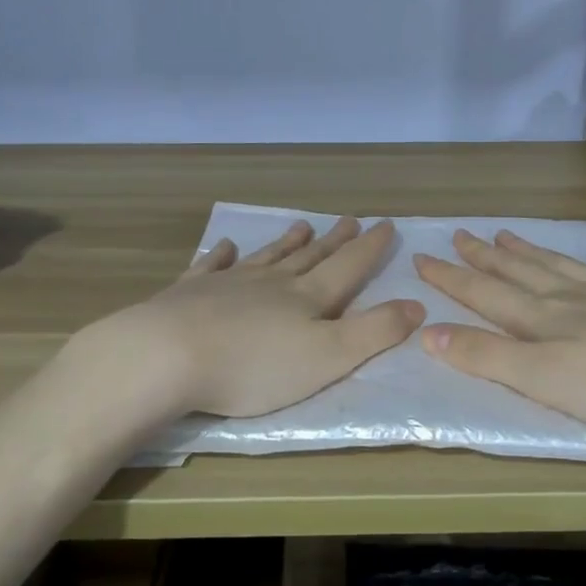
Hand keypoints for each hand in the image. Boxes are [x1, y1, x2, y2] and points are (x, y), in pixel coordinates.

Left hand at [89, 216, 424, 418]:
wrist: (168, 355)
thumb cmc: (255, 366)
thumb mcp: (329, 357)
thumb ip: (374, 332)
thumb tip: (416, 304)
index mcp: (307, 299)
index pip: (348, 267)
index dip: (370, 248)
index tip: (386, 224)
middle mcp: (272, 283)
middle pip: (310, 258)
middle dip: (334, 241)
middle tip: (350, 220)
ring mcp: (229, 284)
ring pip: (267, 257)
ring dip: (288, 243)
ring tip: (304, 226)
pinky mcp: (190, 293)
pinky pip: (212, 267)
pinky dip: (222, 256)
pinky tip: (226, 247)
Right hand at [413, 229, 585, 442]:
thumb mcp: (546, 381)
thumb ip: (488, 357)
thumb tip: (427, 331)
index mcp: (545, 319)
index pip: (485, 293)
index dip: (451, 278)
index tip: (421, 257)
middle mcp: (575, 299)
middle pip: (521, 272)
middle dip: (485, 257)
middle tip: (460, 234)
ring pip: (563, 268)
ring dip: (531, 252)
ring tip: (508, 234)